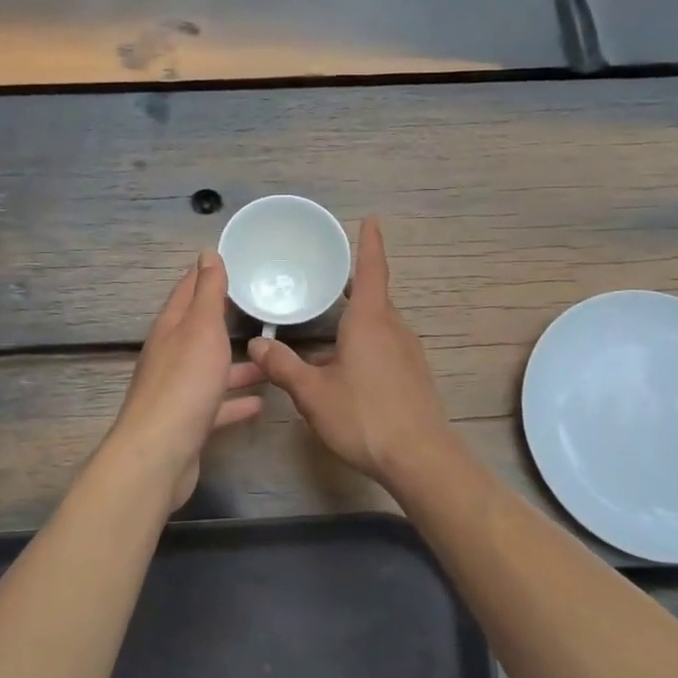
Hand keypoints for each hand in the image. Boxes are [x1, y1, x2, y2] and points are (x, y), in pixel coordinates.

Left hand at [110, 250, 264, 507]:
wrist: (160, 454)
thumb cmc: (184, 383)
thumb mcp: (201, 328)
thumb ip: (207, 293)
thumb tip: (207, 252)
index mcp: (171, 329)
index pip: (187, 291)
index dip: (207, 275)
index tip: (233, 262)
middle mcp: (171, 356)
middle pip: (200, 331)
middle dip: (226, 318)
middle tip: (261, 307)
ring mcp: (178, 392)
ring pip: (211, 369)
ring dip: (237, 363)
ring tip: (271, 357)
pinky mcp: (189, 423)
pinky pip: (217, 405)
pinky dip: (236, 401)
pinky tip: (261, 402)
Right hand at [247, 218, 456, 491]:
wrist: (420, 458)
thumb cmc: (364, 416)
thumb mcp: (313, 393)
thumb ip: (283, 366)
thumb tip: (257, 344)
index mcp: (371, 321)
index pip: (372, 270)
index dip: (369, 243)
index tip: (371, 219)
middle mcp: (394, 329)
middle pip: (375, 296)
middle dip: (354, 284)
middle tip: (327, 277)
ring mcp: (408, 352)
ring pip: (380, 323)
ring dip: (358, 317)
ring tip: (328, 322)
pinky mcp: (413, 374)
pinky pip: (386, 344)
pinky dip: (366, 340)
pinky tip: (346, 364)